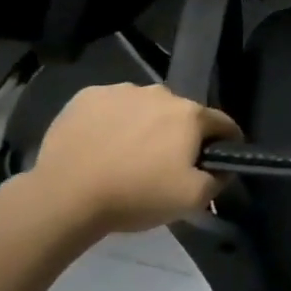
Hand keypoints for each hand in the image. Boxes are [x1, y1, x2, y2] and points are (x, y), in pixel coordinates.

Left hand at [29, 83, 242, 233]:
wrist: (64, 197)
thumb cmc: (136, 196)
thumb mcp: (192, 199)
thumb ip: (219, 179)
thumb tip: (223, 168)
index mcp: (190, 114)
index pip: (222, 124)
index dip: (226, 142)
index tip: (218, 160)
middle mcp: (161, 93)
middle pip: (182, 114)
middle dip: (180, 134)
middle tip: (165, 163)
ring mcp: (121, 91)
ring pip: (146, 107)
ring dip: (145, 124)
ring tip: (127, 153)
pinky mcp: (87, 96)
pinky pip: (112, 106)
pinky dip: (113, 121)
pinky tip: (101, 144)